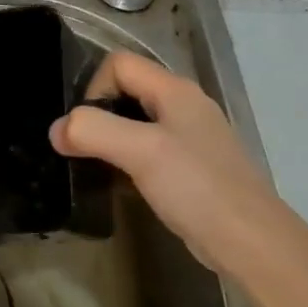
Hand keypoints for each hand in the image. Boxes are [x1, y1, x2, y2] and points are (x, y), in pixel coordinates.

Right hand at [50, 51, 294, 280]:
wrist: (251, 242)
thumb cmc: (197, 187)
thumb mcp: (140, 152)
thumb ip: (93, 131)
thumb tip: (56, 131)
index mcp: (175, 91)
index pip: (119, 64)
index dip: (94, 88)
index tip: (85, 127)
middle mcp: (184, 106)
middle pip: (127, 91)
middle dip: (98, 115)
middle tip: (84, 150)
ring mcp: (190, 138)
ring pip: (136, 123)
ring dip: (111, 140)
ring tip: (98, 169)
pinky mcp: (191, 168)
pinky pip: (148, 151)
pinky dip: (128, 162)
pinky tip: (123, 187)